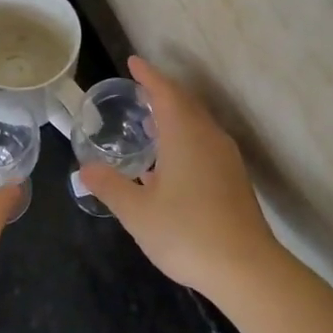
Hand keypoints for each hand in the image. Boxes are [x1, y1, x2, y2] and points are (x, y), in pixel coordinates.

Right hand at [79, 56, 279, 296]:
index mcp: (185, 135)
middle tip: (138, 91)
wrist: (247, 269)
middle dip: (162, 93)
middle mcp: (209, 138)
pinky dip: (185, 138)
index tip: (133, 62)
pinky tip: (170, 162)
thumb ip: (110, 186)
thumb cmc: (186, 233)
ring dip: (175, 116)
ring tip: (150, 123)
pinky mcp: (234, 179)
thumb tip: (86, 169)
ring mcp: (226, 159)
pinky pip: (205, 143)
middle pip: (185, 103)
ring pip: (198, 124)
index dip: (148, 76)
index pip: (165, 92)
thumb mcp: (137, 212)